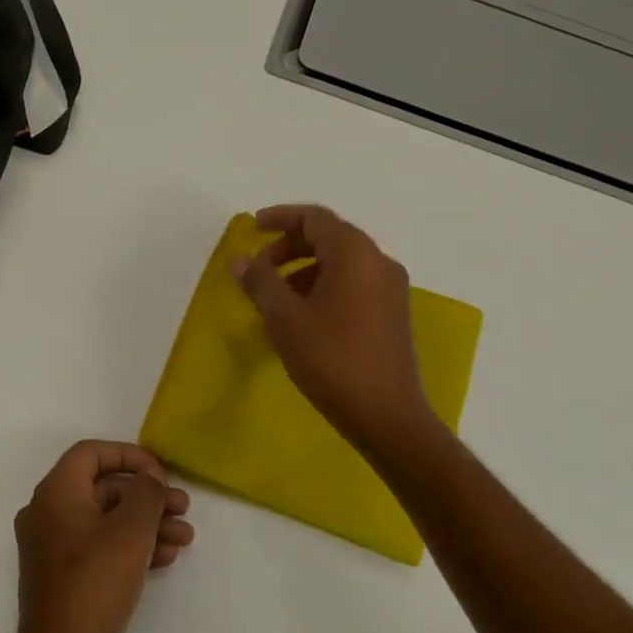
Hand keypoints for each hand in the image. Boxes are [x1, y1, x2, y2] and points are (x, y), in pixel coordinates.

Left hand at [10, 441, 193, 632]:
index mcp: (55, 492)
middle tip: (183, 508)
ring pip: (106, 520)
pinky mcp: (62, 575)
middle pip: (103, 488)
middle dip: (147, 496)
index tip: (161, 472)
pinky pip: (99, 546)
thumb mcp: (131, 530)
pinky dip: (130, 546)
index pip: (92, 453)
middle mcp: (48, 512)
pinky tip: (164, 558)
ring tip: (184, 538)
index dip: (129, 455)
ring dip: (146, 524)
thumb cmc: (95, 582)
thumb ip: (146, 493)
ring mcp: (52, 546)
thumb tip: (149, 479)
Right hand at [230, 204, 435, 454]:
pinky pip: (354, 284)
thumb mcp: (284, 318)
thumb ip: (260, 282)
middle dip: (290, 247)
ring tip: (276, 298)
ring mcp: (390, 289)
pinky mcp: (393, 314)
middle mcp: (378, 261)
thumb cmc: (330, 358)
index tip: (252, 227)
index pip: (314, 218)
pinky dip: (324, 287)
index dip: (280, 218)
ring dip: (305, 269)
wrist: (386, 414)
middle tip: (259, 268)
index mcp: (354, 253)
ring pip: (342, 263)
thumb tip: (240, 259)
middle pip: (329, 237)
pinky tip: (303, 317)